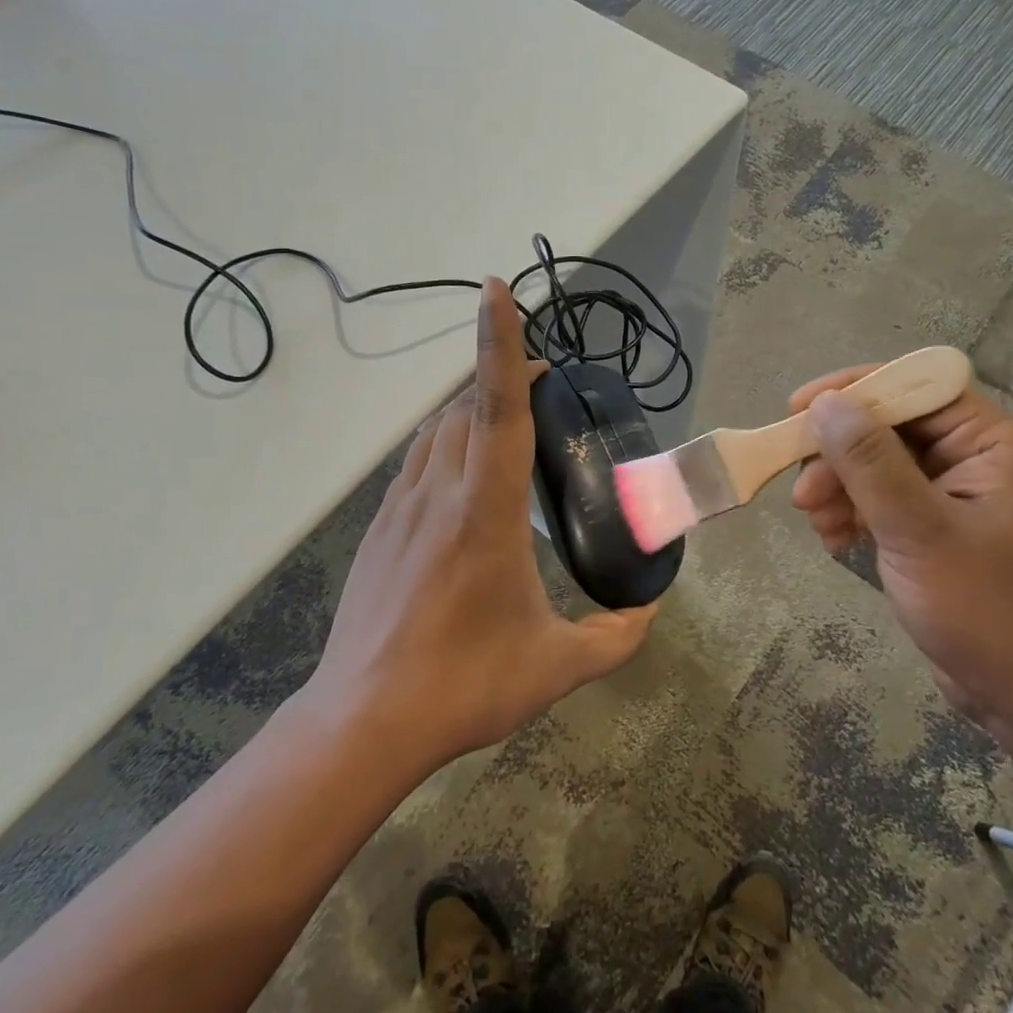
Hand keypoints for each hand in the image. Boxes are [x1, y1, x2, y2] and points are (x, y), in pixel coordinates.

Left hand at [306, 278, 658, 769]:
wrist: (362, 721)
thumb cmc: (464, 685)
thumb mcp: (554, 666)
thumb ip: (614, 637)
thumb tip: (650, 613)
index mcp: (485, 511)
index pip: (496, 407)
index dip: (498, 343)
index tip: (496, 291)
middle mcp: (439, 493)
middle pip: (464, 406)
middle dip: (500, 375)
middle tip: (543, 383)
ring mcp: (401, 508)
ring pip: (435, 430)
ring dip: (470, 409)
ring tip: (506, 422)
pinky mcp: (379, 529)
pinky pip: (417, 463)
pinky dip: (445, 445)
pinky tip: (463, 479)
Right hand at [789, 369, 1012, 732]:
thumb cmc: (987, 610)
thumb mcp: (919, 531)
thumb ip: (870, 462)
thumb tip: (824, 405)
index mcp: (990, 442)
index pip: (915, 387)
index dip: (855, 390)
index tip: (798, 410)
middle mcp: (974, 457)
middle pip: (888, 427)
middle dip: (839, 456)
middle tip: (802, 494)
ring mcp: (953, 494)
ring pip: (877, 465)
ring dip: (839, 488)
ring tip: (815, 524)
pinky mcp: (935, 527)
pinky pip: (882, 499)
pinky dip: (853, 513)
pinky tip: (833, 540)